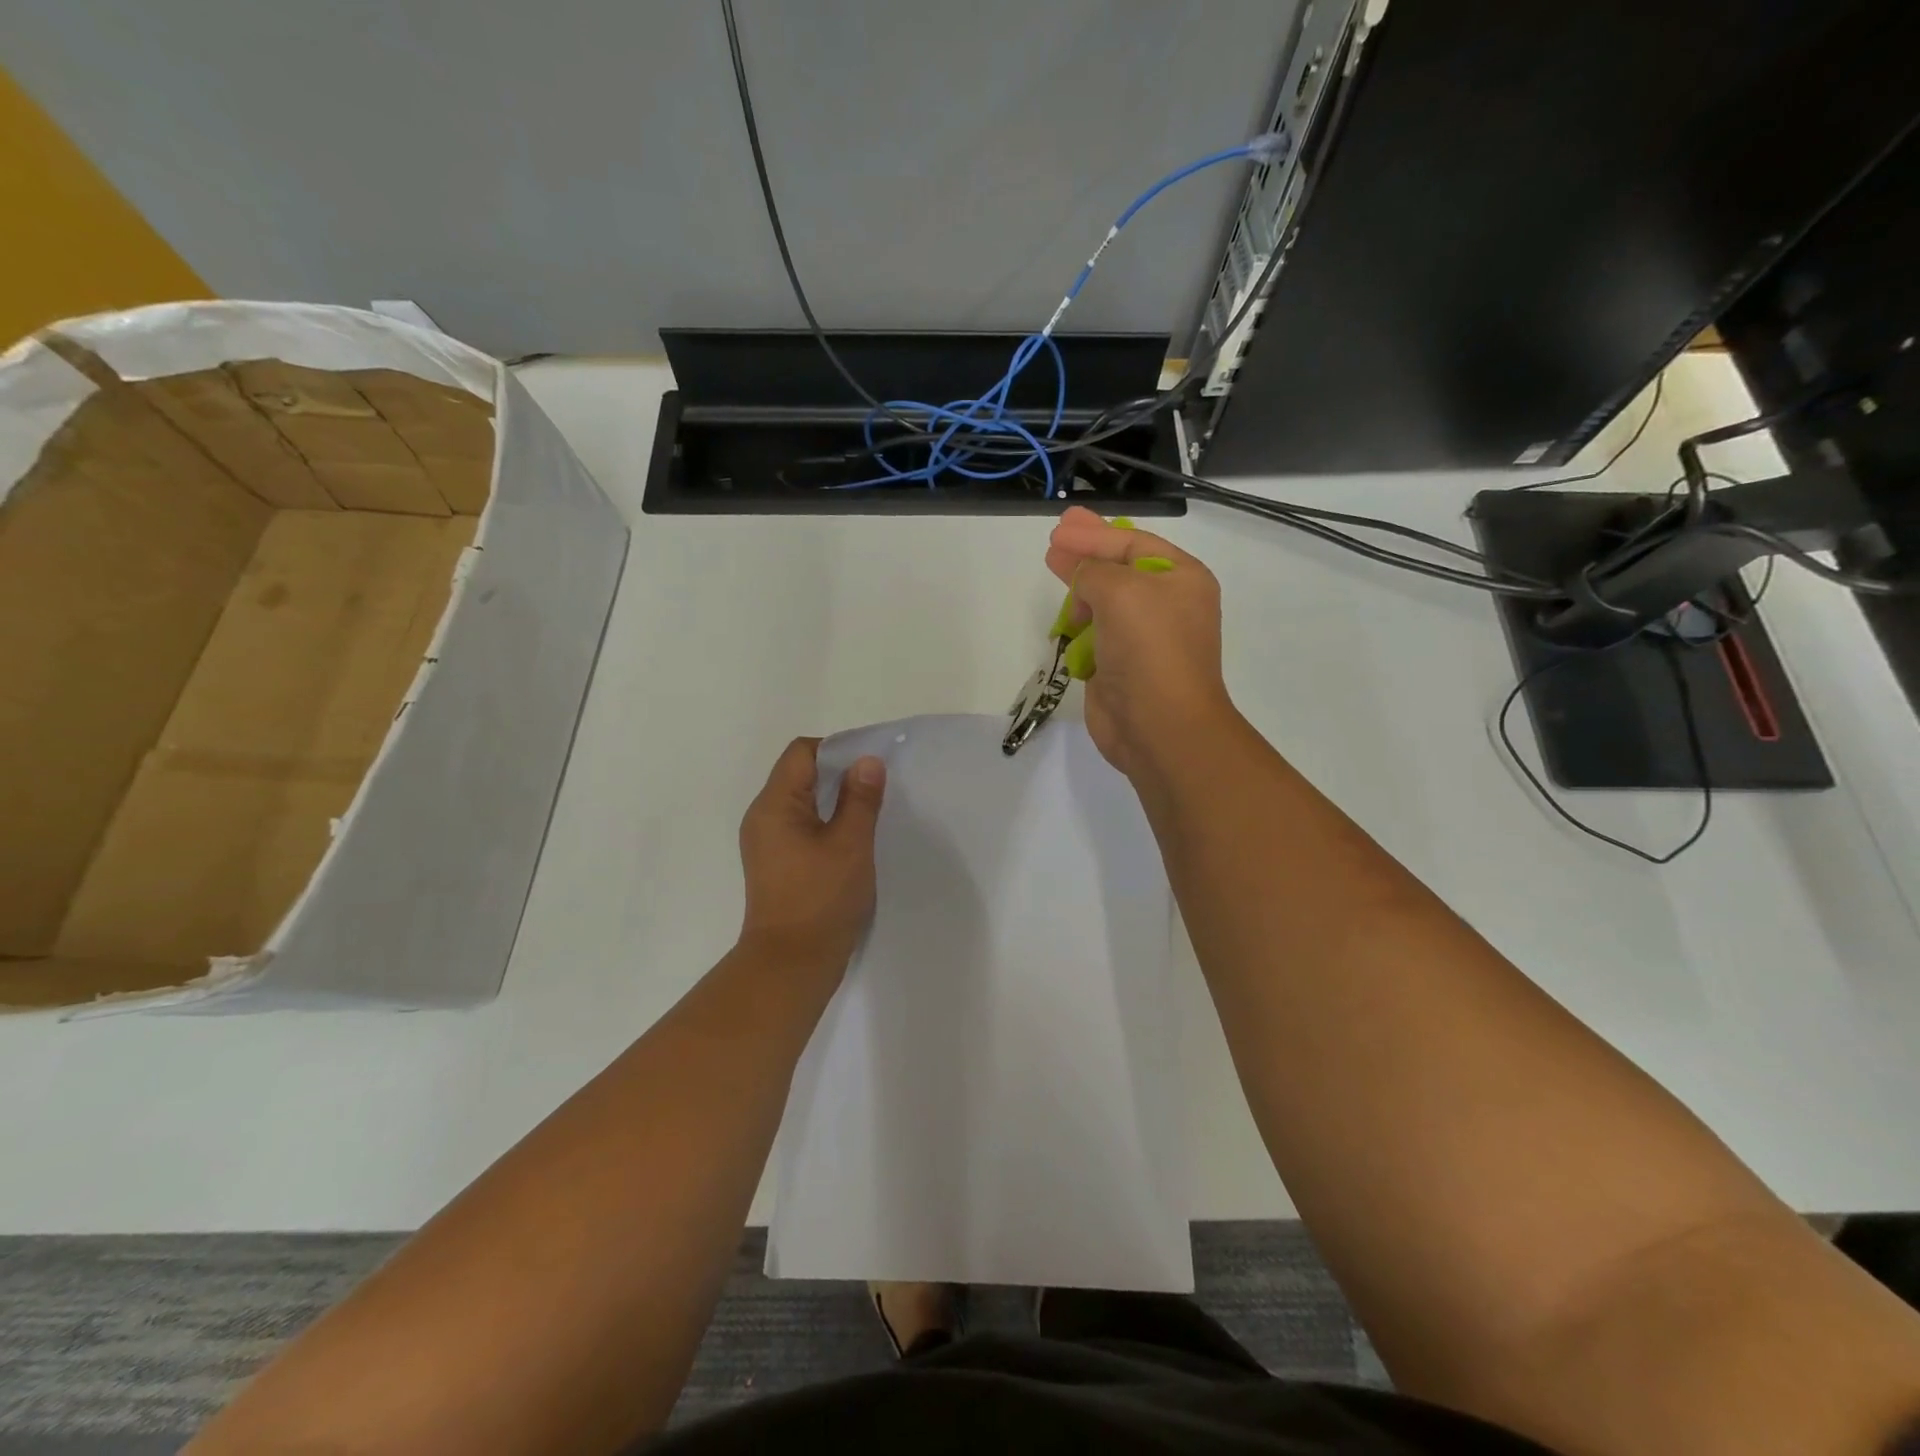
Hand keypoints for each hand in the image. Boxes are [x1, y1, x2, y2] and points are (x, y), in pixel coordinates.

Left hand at [737, 737, 886, 971]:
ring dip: (834, 799)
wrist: (791, 964)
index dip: (838, 749)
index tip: (870, 765)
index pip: (802, 752)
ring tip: (868, 811)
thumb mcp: (850, 844)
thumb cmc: (821, 900)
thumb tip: (867, 761)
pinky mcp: (775, 863)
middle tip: (876, 787)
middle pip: (799, 774)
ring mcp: (766, 842)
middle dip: (839, 773)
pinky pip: (800, 825)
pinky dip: (825, 822)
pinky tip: (851, 838)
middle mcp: (763, 817)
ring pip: (801, 801)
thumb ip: (860, 799)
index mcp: (774, 805)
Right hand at [1045, 505, 1235, 776]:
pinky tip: (1063, 621)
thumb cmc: (1149, 649)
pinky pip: (1095, 636)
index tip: (1059, 529)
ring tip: (1053, 571)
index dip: (1095, 533)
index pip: (1134, 543)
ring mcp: (1142, 639)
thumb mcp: (1122, 592)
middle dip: (1086, 554)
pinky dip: (1079, 627)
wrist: (1159, 726)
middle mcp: (1165, 605)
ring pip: (1105, 603)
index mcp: (1181, 579)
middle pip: (1119, 569)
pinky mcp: (1120, 668)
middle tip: (1054, 539)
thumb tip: (1082, 578)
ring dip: (1080, 590)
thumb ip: (1094, 570)